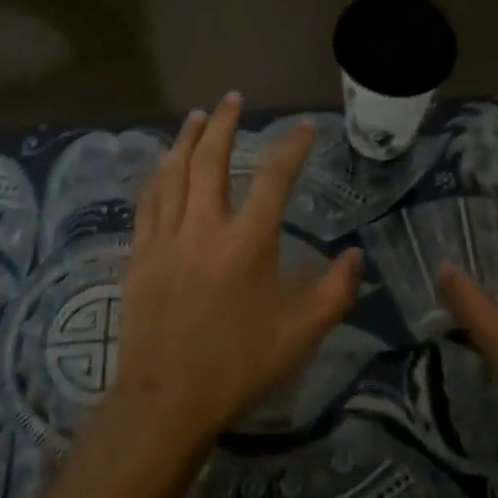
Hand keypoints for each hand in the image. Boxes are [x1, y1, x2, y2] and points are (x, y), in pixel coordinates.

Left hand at [108, 92, 362, 458]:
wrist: (166, 399)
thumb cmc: (238, 365)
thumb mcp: (301, 334)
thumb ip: (335, 292)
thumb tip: (356, 255)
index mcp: (248, 242)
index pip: (274, 178)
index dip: (291, 146)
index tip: (304, 126)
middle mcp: (205, 227)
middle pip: (211, 159)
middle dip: (223, 123)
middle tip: (232, 98)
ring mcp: (167, 238)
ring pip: (174, 172)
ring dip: (186, 139)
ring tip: (196, 115)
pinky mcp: (141, 254)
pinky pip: (148, 201)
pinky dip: (158, 175)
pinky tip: (162, 164)